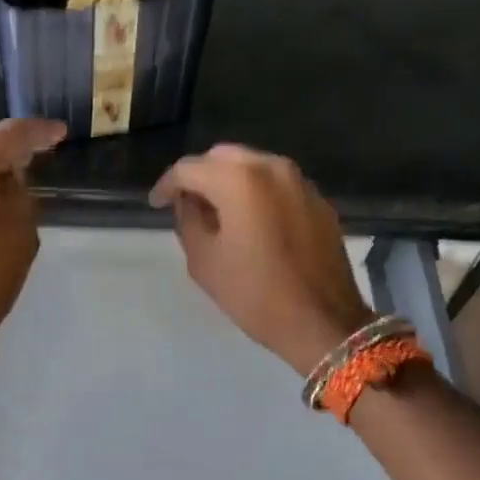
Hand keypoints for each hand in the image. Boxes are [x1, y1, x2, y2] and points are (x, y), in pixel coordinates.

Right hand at [150, 144, 374, 373]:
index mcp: (239, 179)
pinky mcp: (318, 200)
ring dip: (229, 182)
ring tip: (216, 212)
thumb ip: (187, 220)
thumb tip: (188, 202)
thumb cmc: (255, 293)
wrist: (323, 322)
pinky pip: (277, 184)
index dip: (167, 184)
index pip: (189, 168)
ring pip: (253, 166)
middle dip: (200, 176)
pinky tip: (250, 220)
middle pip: (223, 157)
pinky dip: (257, 193)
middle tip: (186, 204)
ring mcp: (300, 181)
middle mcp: (271, 167)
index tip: (157, 204)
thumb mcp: (204, 261)